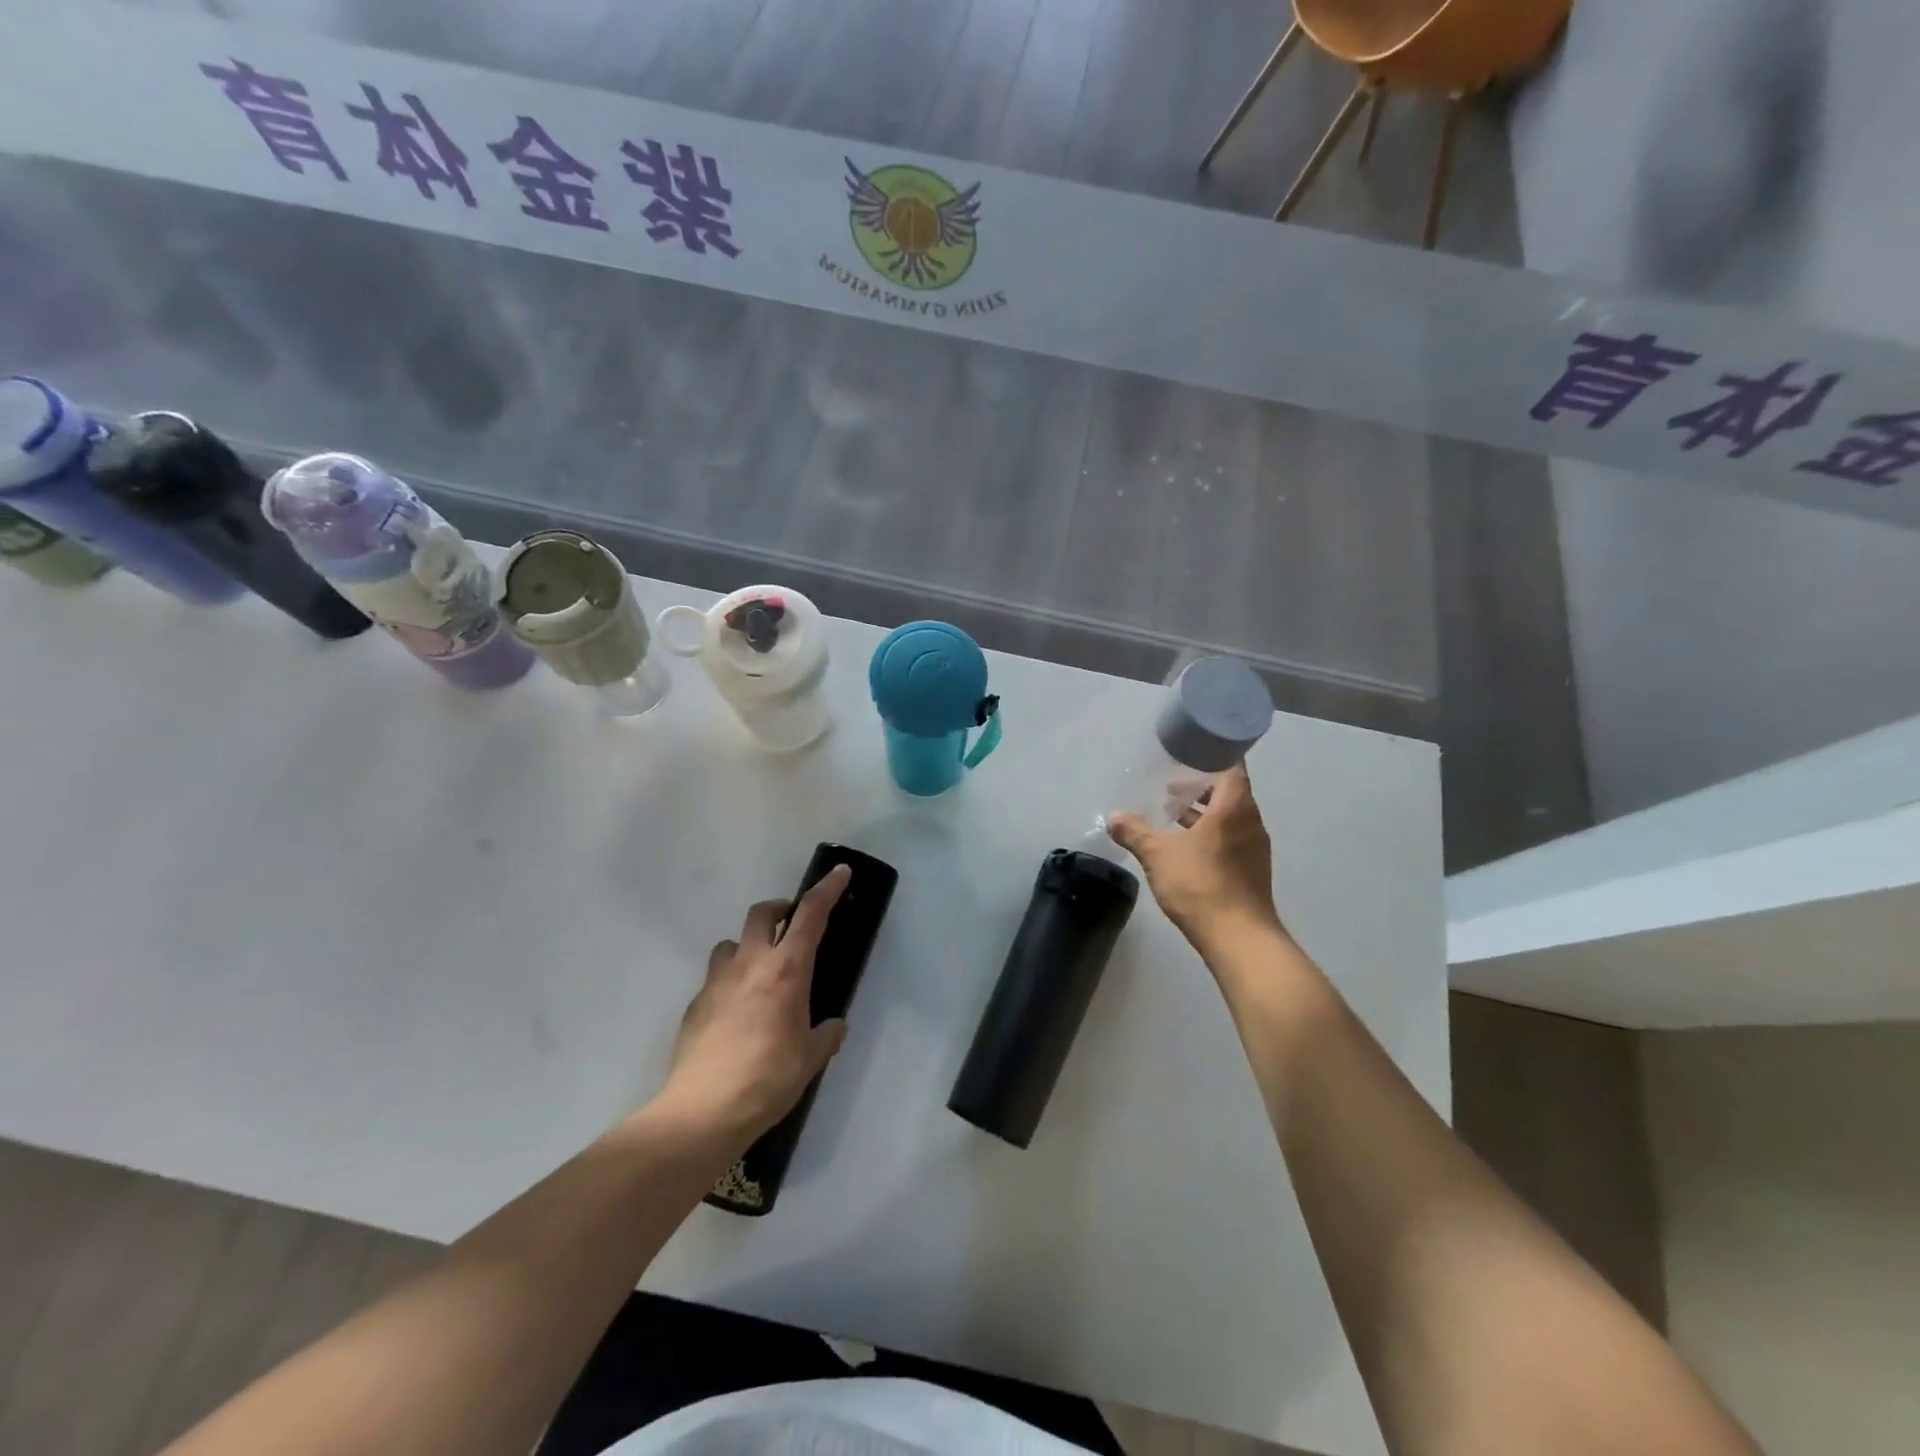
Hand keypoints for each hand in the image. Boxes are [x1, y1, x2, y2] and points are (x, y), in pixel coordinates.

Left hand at [654, 865, 850, 1145]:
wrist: (703, 1111)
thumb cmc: (768, 1079)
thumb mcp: (810, 1059)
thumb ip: (825, 1035)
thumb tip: (834, 1026)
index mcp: (787, 970)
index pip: (811, 915)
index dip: (827, 889)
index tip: (839, 872)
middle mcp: (750, 964)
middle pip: (763, 913)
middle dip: (781, 909)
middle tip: (793, 925)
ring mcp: (717, 981)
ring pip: (732, 942)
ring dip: (750, 945)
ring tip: (760, 971)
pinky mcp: (695, 1004)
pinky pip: (715, 978)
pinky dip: (730, 981)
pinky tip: (736, 1013)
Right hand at [1106, 764, 1285, 955]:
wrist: (1239, 939)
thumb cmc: (1201, 885)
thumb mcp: (1158, 854)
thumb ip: (1135, 832)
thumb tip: (1113, 817)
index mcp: (1235, 807)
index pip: (1231, 767)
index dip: (1212, 757)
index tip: (1188, 755)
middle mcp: (1251, 822)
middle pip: (1229, 793)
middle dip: (1200, 788)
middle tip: (1171, 787)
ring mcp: (1255, 849)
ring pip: (1229, 819)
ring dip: (1204, 814)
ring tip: (1173, 817)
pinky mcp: (1252, 872)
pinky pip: (1231, 840)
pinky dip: (1211, 836)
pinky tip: (1186, 849)